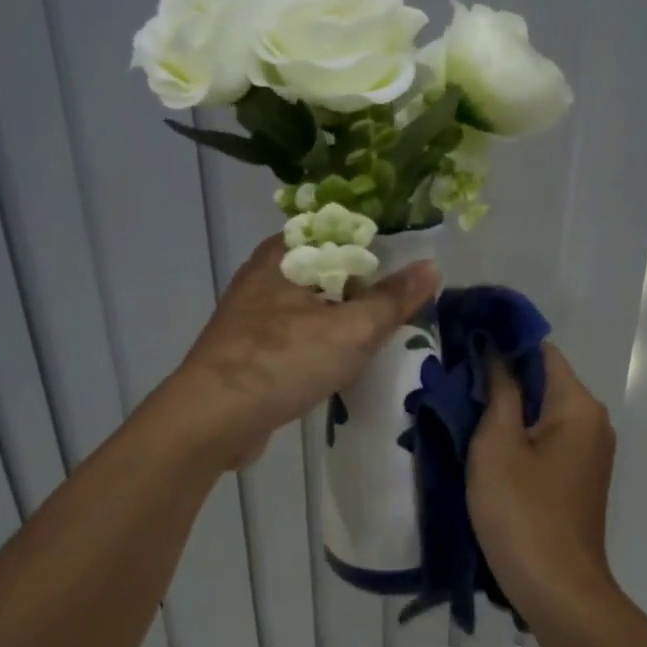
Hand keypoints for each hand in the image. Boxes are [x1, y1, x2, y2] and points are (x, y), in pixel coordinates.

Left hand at [166, 236, 438, 469]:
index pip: (338, 229)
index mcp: (284, 253)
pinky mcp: (249, 349)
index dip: (376, 241)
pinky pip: (297, 334)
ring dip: (344, 316)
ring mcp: (253, 313)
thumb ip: (393, 300)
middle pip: (327, 268)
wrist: (215, 417)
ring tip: (383, 330)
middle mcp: (264, 274)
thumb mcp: (352, 329)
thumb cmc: (284, 360)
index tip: (410, 260)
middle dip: (364, 284)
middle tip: (404, 300)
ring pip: (312, 304)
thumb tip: (432, 267)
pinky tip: (345, 360)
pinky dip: (322, 341)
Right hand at [467, 344, 617, 620]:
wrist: (557, 590)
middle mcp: (592, 421)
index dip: (502, 343)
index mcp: (578, 405)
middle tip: (452, 382)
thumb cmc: (521, 511)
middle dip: (499, 378)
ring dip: (505, 409)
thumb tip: (495, 350)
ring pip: (541, 412)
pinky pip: (545, 440)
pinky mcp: (577, 477)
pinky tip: (484, 447)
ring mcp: (588, 452)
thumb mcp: (497, 444)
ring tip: (460, 412)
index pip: (540, 351)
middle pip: (542, 381)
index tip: (462, 345)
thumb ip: (498, 390)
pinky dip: (518, 436)